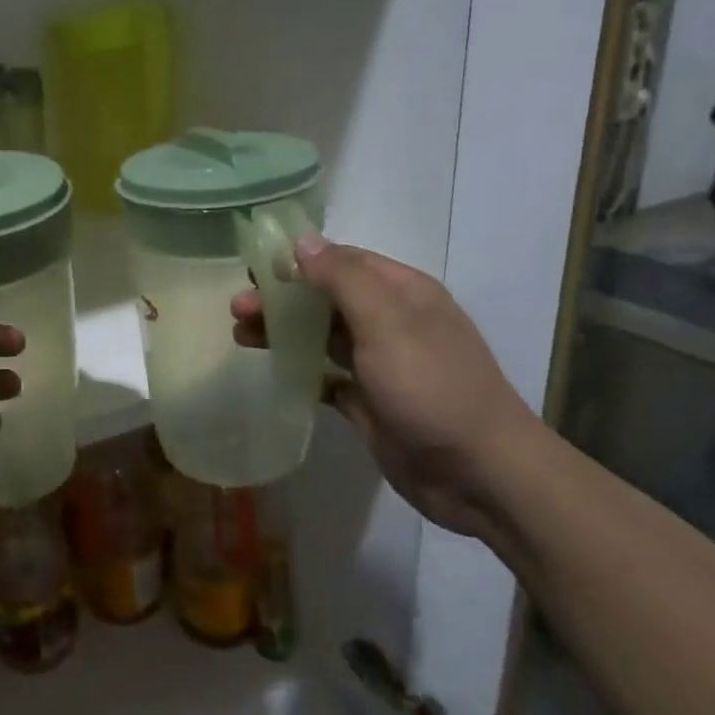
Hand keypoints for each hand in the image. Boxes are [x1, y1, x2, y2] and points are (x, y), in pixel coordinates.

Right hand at [231, 238, 542, 540]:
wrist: (477, 472)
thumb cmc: (431, 386)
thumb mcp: (387, 323)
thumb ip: (343, 279)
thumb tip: (302, 242)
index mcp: (402, 293)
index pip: (344, 261)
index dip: (299, 261)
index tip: (254, 269)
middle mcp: (391, 323)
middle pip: (326, 299)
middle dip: (282, 299)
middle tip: (237, 309)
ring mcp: (380, 364)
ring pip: (321, 336)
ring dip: (283, 332)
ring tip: (240, 336)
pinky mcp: (368, 401)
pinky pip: (326, 377)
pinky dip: (300, 371)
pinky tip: (273, 372)